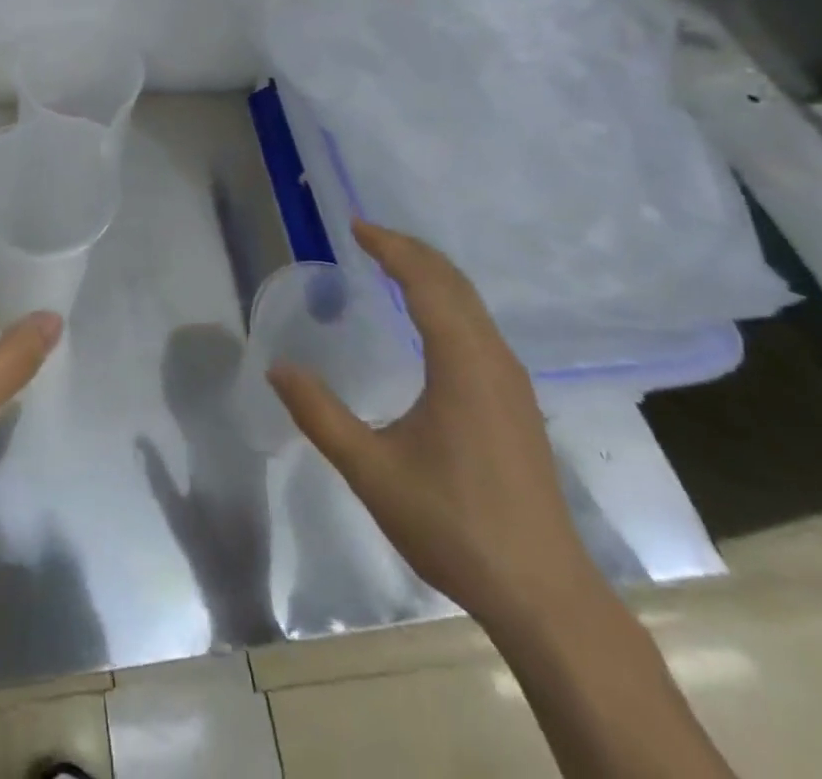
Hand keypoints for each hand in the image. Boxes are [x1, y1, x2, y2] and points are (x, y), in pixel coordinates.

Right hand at [268, 222, 595, 630]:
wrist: (543, 594)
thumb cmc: (454, 525)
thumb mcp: (371, 471)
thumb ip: (320, 415)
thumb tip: (278, 368)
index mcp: (463, 364)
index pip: (427, 283)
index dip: (391, 248)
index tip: (355, 226)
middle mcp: (493, 361)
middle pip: (454, 283)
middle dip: (410, 251)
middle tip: (366, 235)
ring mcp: (512, 383)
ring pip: (471, 305)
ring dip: (430, 275)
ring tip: (389, 265)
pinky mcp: (516, 404)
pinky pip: (478, 328)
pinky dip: (446, 302)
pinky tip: (425, 321)